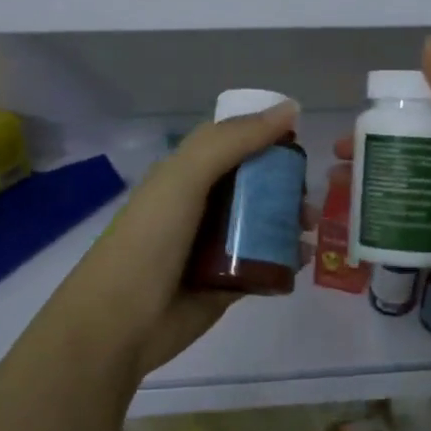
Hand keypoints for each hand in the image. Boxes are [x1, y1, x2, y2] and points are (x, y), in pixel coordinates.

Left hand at [40, 101, 309, 382]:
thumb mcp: (186, 177)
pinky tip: (305, 258)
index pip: (233, 143)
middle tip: (310, 194)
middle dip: (286, 183)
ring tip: (310, 227)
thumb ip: (235, 140)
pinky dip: (287, 258)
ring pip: (264, 223)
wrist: (120, 322)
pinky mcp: (228, 283)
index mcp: (187, 174)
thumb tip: (290, 108)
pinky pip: (266, 263)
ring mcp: (215, 246)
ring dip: (291, 220)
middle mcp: (202, 205)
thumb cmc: (150, 239)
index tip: (300, 138)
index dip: (265, 135)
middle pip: (255, 184)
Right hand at [340, 37, 430, 350]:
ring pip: (395, 186)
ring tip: (334, 183)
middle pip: (404, 150)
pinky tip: (343, 217)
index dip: (392, 110)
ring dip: (364, 181)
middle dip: (368, 147)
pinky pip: (394, 224)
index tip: (359, 115)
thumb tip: (428, 43)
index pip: (427, 114)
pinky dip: (369, 217)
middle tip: (338, 154)